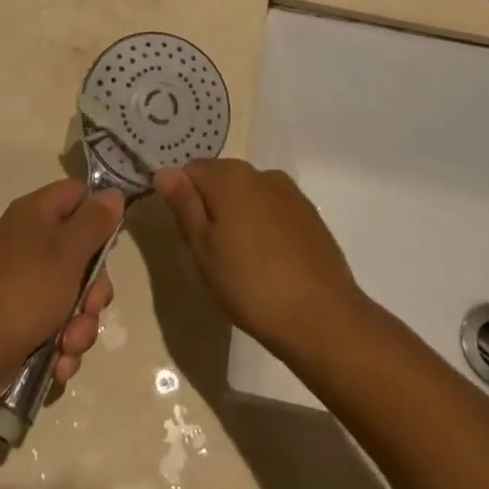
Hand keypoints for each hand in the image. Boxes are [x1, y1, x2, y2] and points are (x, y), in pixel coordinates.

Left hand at [0, 180, 122, 385]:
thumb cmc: (24, 293)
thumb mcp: (68, 253)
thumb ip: (95, 223)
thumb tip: (112, 193)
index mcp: (36, 214)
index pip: (77, 194)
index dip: (98, 214)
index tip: (112, 244)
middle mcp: (29, 241)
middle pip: (81, 252)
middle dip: (93, 290)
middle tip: (89, 308)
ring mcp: (23, 280)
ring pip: (71, 294)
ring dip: (80, 325)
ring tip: (69, 346)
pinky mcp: (20, 317)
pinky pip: (55, 322)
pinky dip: (61, 343)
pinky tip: (58, 363)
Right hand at [158, 159, 364, 360]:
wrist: (322, 318)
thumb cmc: (250, 284)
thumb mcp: (203, 248)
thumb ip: (183, 205)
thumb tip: (165, 172)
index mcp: (230, 176)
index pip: (190, 170)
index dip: (183, 199)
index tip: (188, 235)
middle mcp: (262, 174)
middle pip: (221, 180)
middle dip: (211, 207)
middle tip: (211, 253)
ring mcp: (290, 194)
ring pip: (249, 196)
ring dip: (239, 217)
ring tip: (241, 263)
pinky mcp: (311, 216)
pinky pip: (274, 211)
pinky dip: (265, 228)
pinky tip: (270, 264)